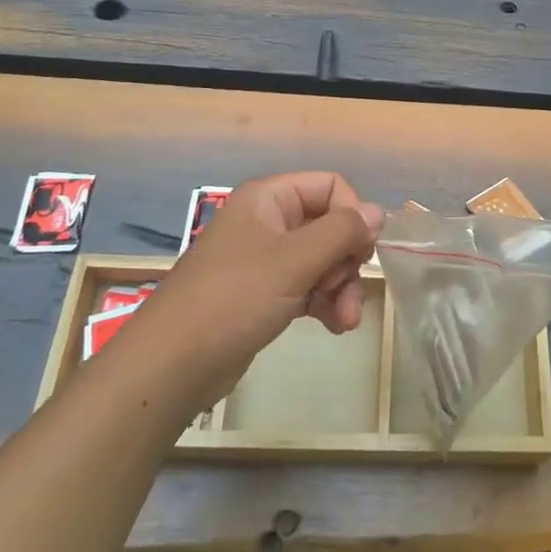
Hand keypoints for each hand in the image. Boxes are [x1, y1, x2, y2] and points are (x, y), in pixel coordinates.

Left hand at [136, 172, 382, 402]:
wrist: (172, 364)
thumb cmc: (234, 299)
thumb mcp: (295, 261)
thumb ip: (342, 232)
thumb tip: (378, 212)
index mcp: (269, 198)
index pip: (330, 186)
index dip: (353, 215)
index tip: (362, 252)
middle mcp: (268, 221)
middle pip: (329, 225)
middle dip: (347, 261)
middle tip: (348, 293)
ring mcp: (265, 259)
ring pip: (322, 260)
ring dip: (341, 287)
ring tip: (345, 320)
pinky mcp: (264, 293)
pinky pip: (307, 285)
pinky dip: (325, 302)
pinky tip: (335, 326)